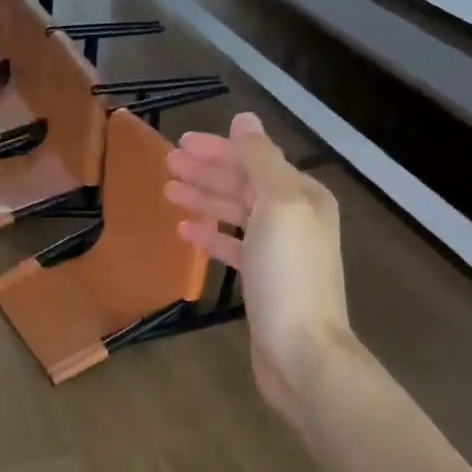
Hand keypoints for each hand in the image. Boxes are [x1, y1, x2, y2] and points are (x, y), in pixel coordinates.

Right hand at [164, 112, 351, 420]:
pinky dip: (211, 235)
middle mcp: (295, 217)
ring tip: (168, 192)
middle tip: (167, 164)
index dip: (219, 149)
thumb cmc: (289, 273)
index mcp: (303, 195)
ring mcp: (279, 251)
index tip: (180, 143)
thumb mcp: (278, 205)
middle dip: (207, 172)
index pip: (255, 160)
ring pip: (235, 214)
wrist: (302, 351)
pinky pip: (233, 246)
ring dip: (204, 200)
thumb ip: (260, 159)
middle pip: (244, 184)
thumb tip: (245, 119)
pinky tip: (184, 230)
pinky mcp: (263, 280)